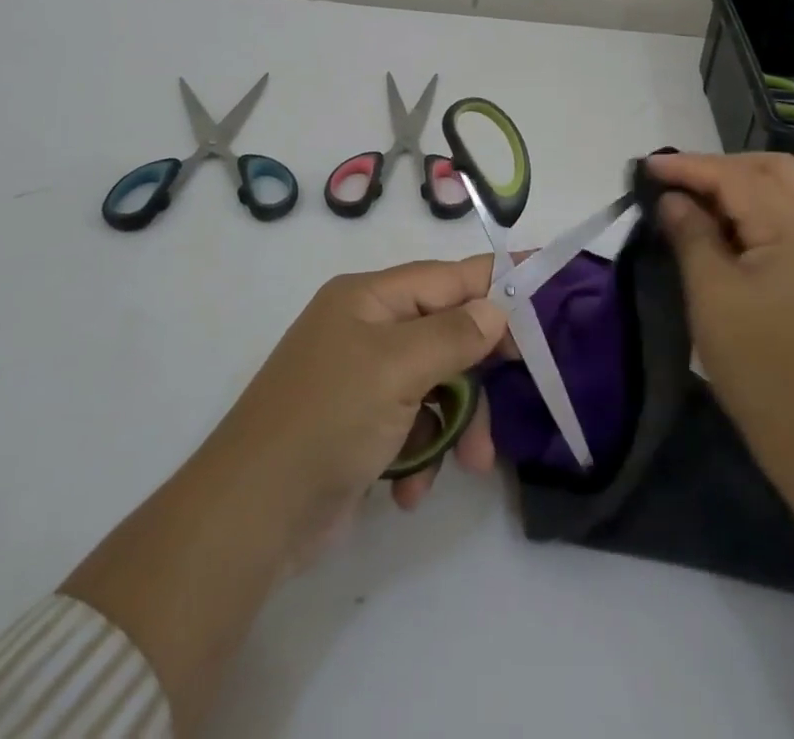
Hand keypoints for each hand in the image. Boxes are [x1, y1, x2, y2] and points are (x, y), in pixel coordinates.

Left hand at [61, 256, 508, 727]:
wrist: (250, 516)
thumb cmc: (328, 419)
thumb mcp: (397, 368)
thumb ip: (454, 334)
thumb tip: (496, 309)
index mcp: (369, 298)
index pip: (447, 277)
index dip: (495, 279)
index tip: (543, 277)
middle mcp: (366, 329)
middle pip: (446, 333)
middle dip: (478, 370)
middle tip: (520, 387)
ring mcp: (362, 379)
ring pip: (436, 384)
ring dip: (456, 423)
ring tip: (471, 464)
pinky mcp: (359, 427)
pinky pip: (412, 424)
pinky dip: (422, 452)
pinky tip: (412, 489)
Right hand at [645, 151, 793, 499]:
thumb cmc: (758, 364)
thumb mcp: (711, 294)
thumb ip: (691, 235)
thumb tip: (673, 199)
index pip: (737, 177)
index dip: (689, 166)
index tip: (646, 166)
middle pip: (773, 170)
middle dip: (721, 167)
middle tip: (678, 182)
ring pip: (784, 192)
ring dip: (739, 186)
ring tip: (695, 202)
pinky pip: (788, 220)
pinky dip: (754, 211)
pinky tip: (724, 231)